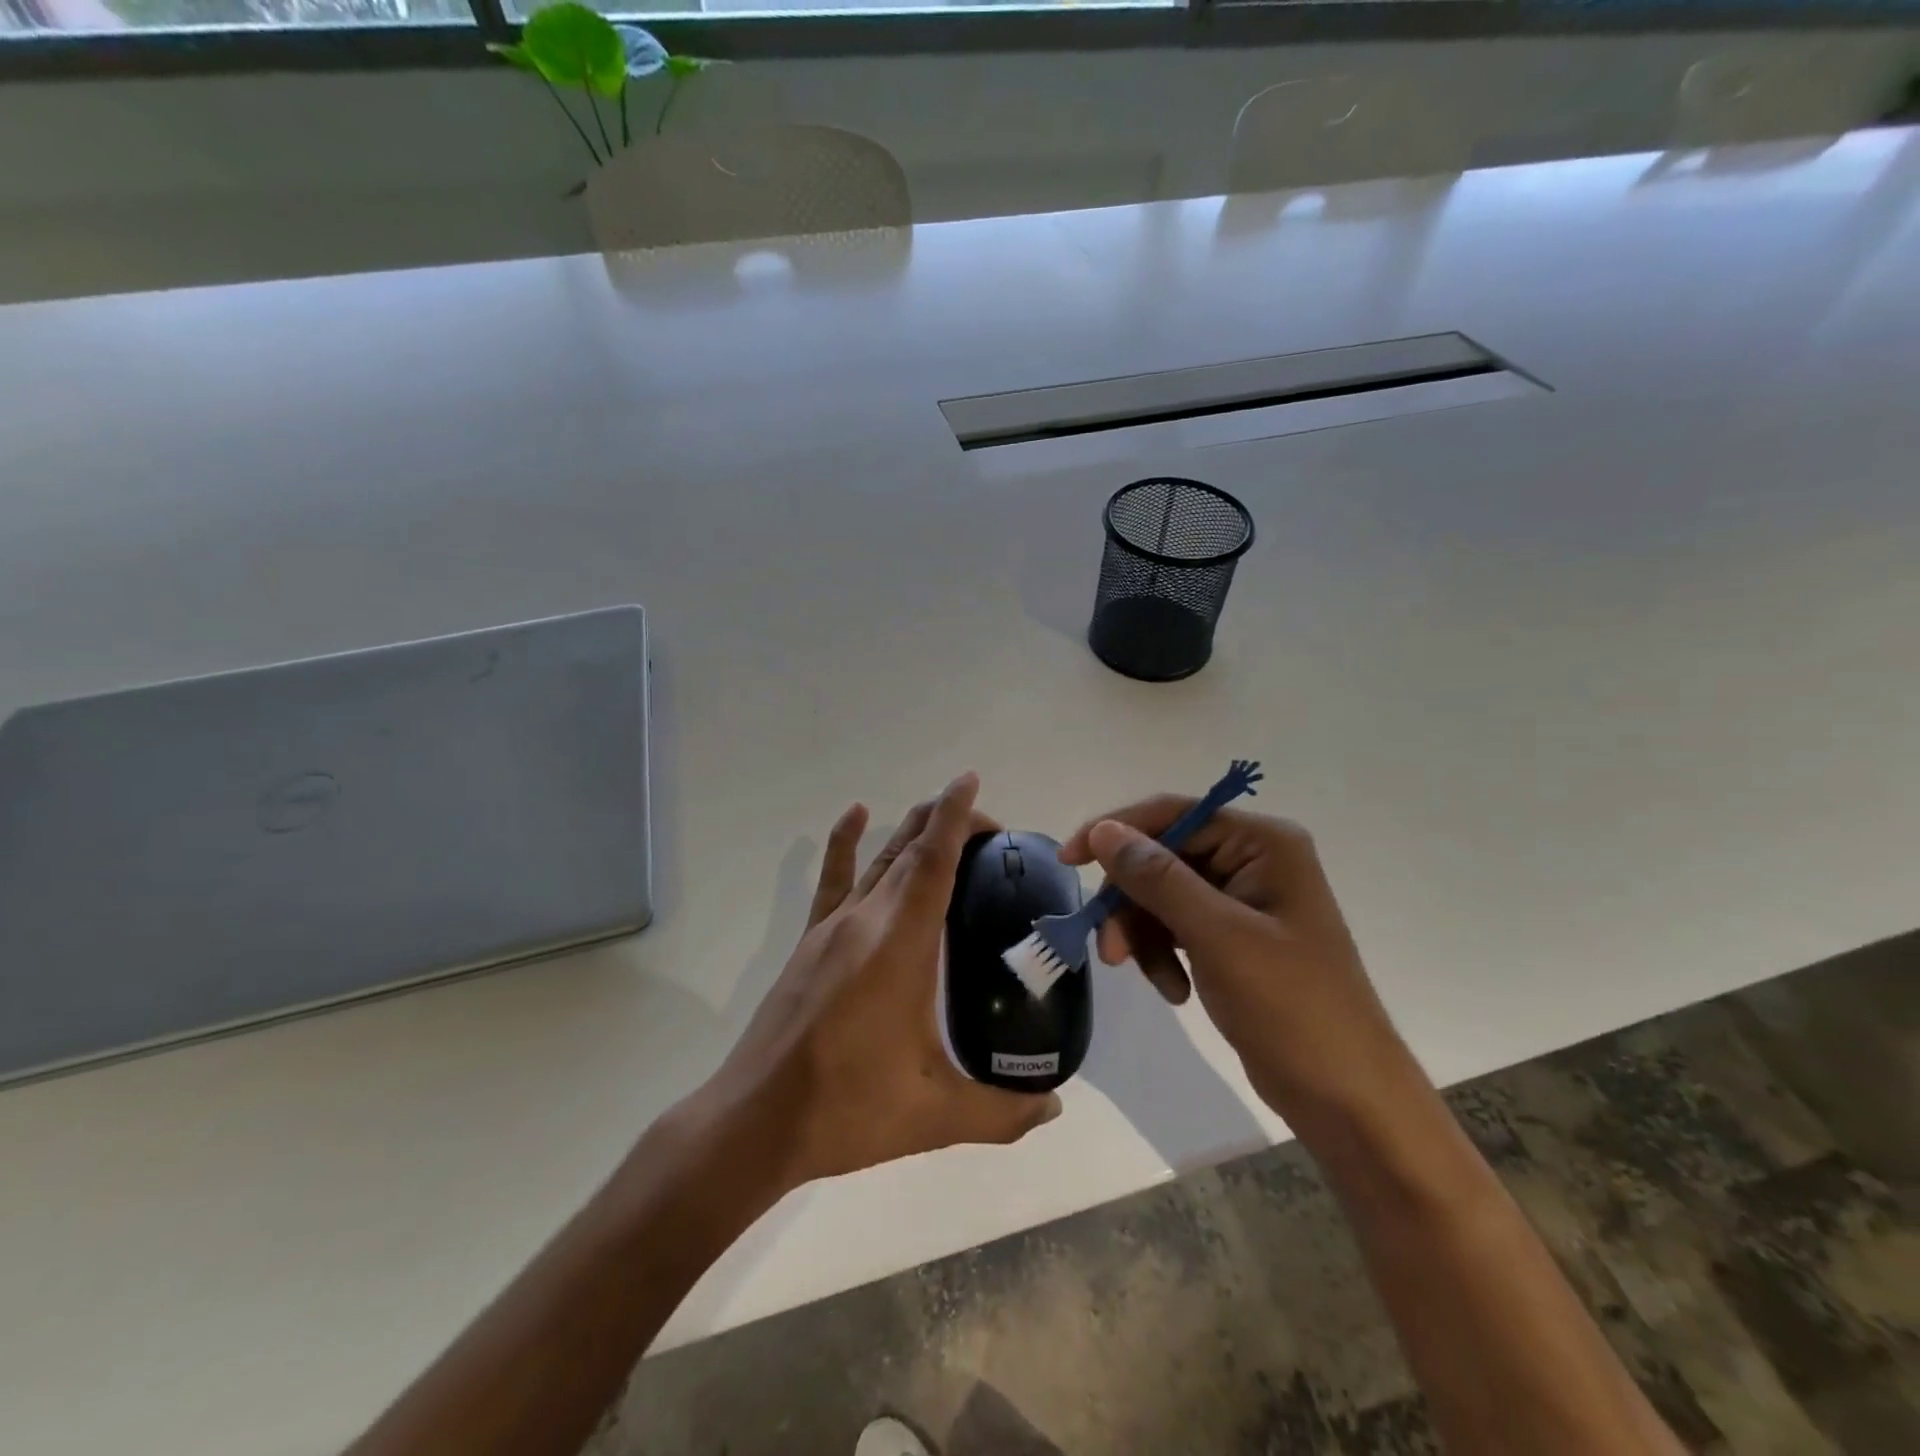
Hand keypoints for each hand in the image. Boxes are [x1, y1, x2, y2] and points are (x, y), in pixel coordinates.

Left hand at [708, 772, 1060, 1189]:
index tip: (971, 781)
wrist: (756, 1121)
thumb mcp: (935, 1115)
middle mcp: (866, 920)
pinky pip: (833, 879)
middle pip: (911, 851)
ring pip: (879, 860)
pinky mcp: (810, 942)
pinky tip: (856, 815)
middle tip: (992, 831)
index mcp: (900, 945)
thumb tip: (1054, 1110)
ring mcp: (832, 928)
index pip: (934, 862)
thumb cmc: (848, 1109)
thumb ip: (1003, 1113)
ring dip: (911, 831)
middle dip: (949, 824)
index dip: (956, 817)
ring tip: (941, 815)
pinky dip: (846, 843)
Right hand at [1059, 800, 1413, 1125]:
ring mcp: (1243, 900)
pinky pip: (1175, 926)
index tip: (1069, 861)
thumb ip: (1157, 878)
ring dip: (1145, 934)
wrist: (1345, 1096)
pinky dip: (1164, 954)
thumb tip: (1103, 831)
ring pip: (1161, 895)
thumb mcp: (1218, 936)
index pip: (1172, 815)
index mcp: (1262, 844)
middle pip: (1161, 858)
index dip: (1116, 831)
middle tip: (1111, 950)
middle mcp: (1252, 860)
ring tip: (1156, 981)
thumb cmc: (1292, 1007)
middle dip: (1131, 902)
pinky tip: (1176, 991)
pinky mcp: (1233, 936)